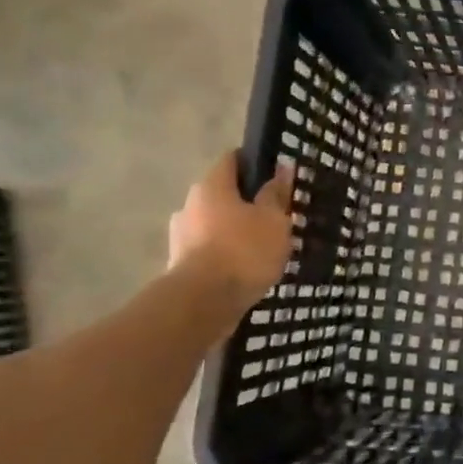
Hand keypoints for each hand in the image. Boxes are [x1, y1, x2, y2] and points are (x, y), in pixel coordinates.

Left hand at [168, 152, 295, 305]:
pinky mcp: (180, 264)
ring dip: (235, 230)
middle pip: (222, 194)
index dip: (255, 163)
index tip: (276, 175)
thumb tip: (282, 168)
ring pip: (214, 224)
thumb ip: (276, 194)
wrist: (204, 303)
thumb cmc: (244, 251)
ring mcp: (180, 236)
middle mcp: (189, 205)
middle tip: (274, 216)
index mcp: (211, 186)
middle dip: (247, 202)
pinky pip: (209, 249)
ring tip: (262, 247)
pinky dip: (225, 253)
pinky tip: (244, 268)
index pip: (232, 160)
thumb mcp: (273, 220)